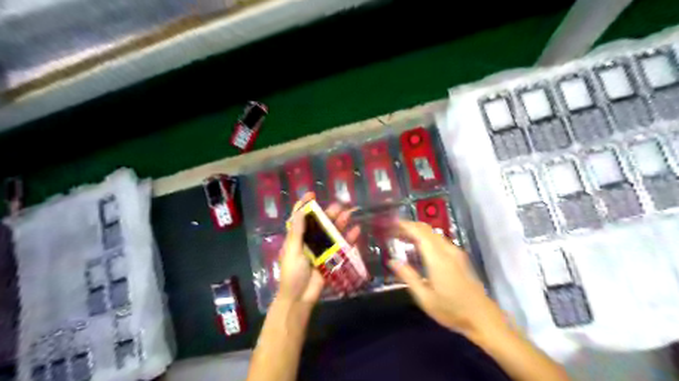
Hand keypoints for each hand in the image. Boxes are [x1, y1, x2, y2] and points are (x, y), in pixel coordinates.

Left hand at [276, 192, 359, 305]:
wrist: (300, 298)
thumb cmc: (292, 274)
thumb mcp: (292, 251)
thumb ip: (297, 232)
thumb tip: (299, 211)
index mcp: (297, 238)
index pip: (300, 218)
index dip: (304, 205)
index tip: (312, 194)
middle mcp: (310, 241)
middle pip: (320, 223)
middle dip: (329, 213)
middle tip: (340, 205)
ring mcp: (322, 249)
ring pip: (332, 233)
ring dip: (340, 223)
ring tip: (349, 214)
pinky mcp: (332, 259)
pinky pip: (342, 246)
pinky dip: (349, 238)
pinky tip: (356, 231)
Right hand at [387, 218, 502, 334]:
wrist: (482, 317)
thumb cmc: (451, 309)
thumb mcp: (424, 297)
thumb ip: (408, 276)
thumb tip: (392, 261)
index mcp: (438, 258)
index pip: (419, 232)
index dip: (405, 225)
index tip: (391, 224)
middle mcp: (447, 250)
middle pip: (427, 229)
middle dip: (409, 226)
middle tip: (394, 231)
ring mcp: (456, 252)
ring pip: (434, 233)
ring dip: (418, 232)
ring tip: (403, 239)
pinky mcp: (460, 257)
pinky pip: (440, 240)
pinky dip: (426, 238)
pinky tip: (419, 249)